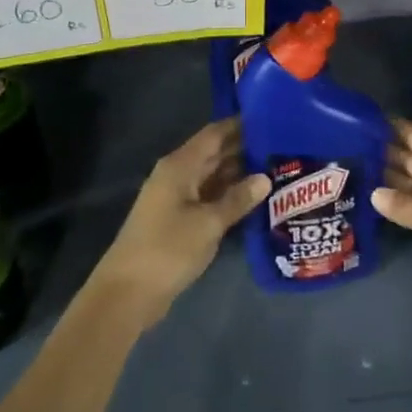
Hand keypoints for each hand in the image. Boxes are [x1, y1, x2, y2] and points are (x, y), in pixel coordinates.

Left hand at [94, 118, 268, 327]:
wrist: (128, 292)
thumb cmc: (168, 249)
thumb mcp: (208, 224)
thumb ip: (238, 199)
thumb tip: (265, 178)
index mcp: (180, 166)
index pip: (214, 134)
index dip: (240, 125)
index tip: (271, 119)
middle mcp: (178, 175)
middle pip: (214, 154)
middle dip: (245, 149)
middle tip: (283, 146)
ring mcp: (177, 198)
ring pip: (213, 176)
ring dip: (240, 173)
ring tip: (277, 169)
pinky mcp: (179, 219)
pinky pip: (209, 197)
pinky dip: (229, 195)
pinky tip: (255, 199)